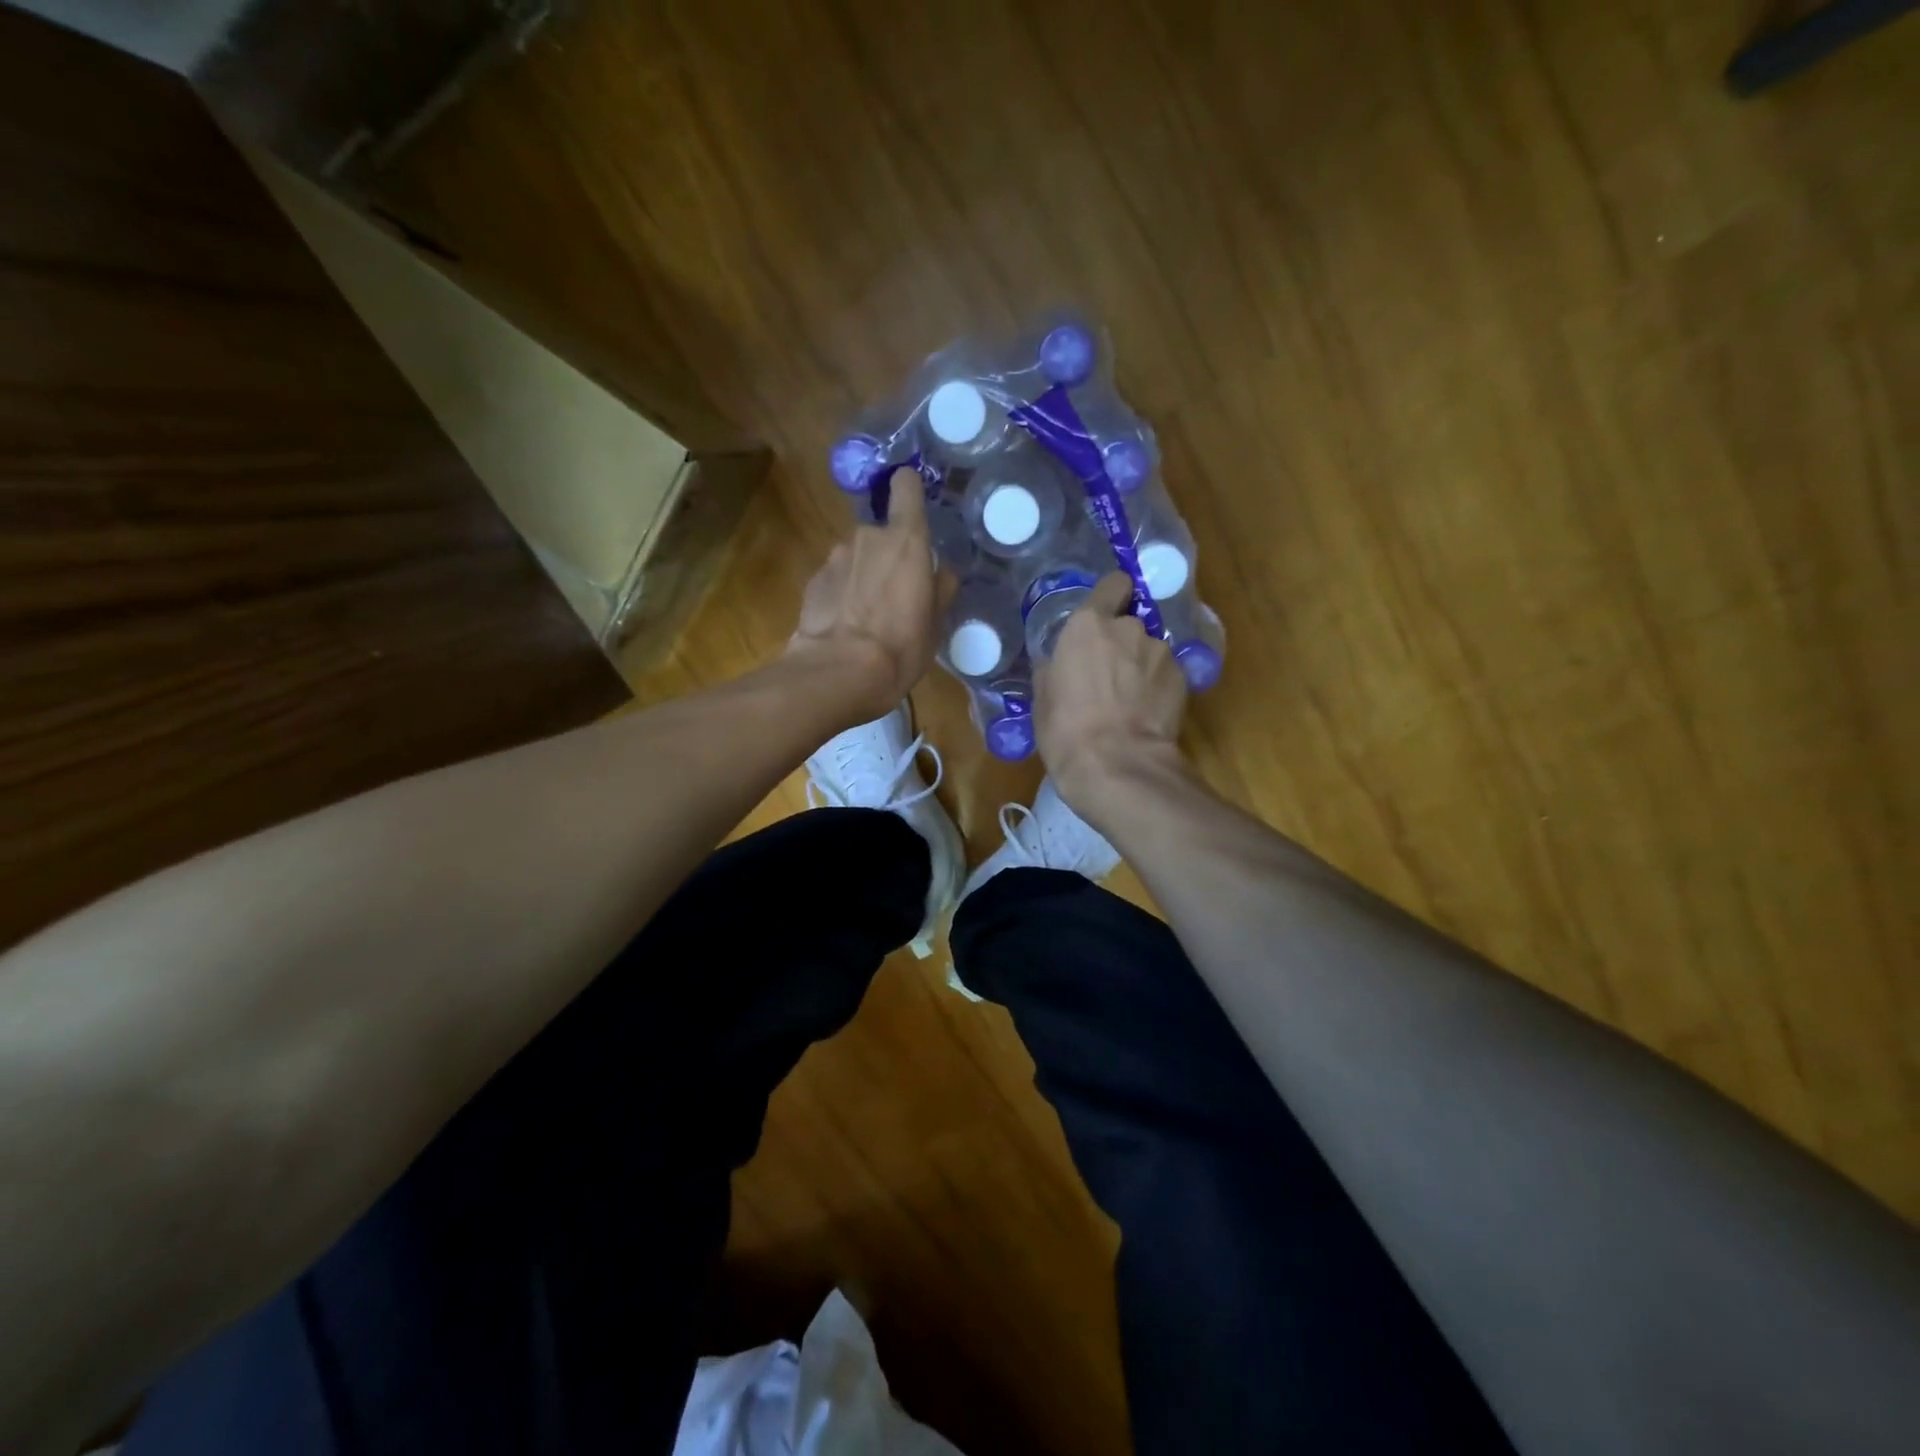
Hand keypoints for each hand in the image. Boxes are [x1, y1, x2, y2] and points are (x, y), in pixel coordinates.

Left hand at [787, 467, 953, 722]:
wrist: (837, 673)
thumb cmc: (900, 647)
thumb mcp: (935, 624)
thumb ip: (939, 589)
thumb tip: (941, 572)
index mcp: (906, 540)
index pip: (906, 486)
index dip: (908, 488)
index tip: (912, 503)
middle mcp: (867, 537)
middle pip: (881, 534)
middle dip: (887, 557)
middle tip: (896, 595)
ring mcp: (834, 557)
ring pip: (856, 558)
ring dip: (862, 577)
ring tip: (867, 618)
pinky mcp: (812, 581)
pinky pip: (835, 580)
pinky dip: (841, 595)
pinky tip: (844, 627)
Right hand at [1036, 572, 1189, 817]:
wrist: (1118, 765)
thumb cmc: (1066, 730)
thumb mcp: (1043, 698)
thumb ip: (1054, 668)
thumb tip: (1058, 663)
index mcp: (1088, 625)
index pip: (1113, 584)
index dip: (1111, 596)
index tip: (1105, 614)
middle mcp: (1129, 628)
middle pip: (1129, 623)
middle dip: (1121, 643)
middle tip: (1108, 675)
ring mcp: (1160, 652)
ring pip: (1149, 650)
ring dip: (1140, 666)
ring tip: (1129, 700)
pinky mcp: (1183, 678)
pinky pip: (1166, 674)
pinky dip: (1157, 687)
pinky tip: (1146, 713)